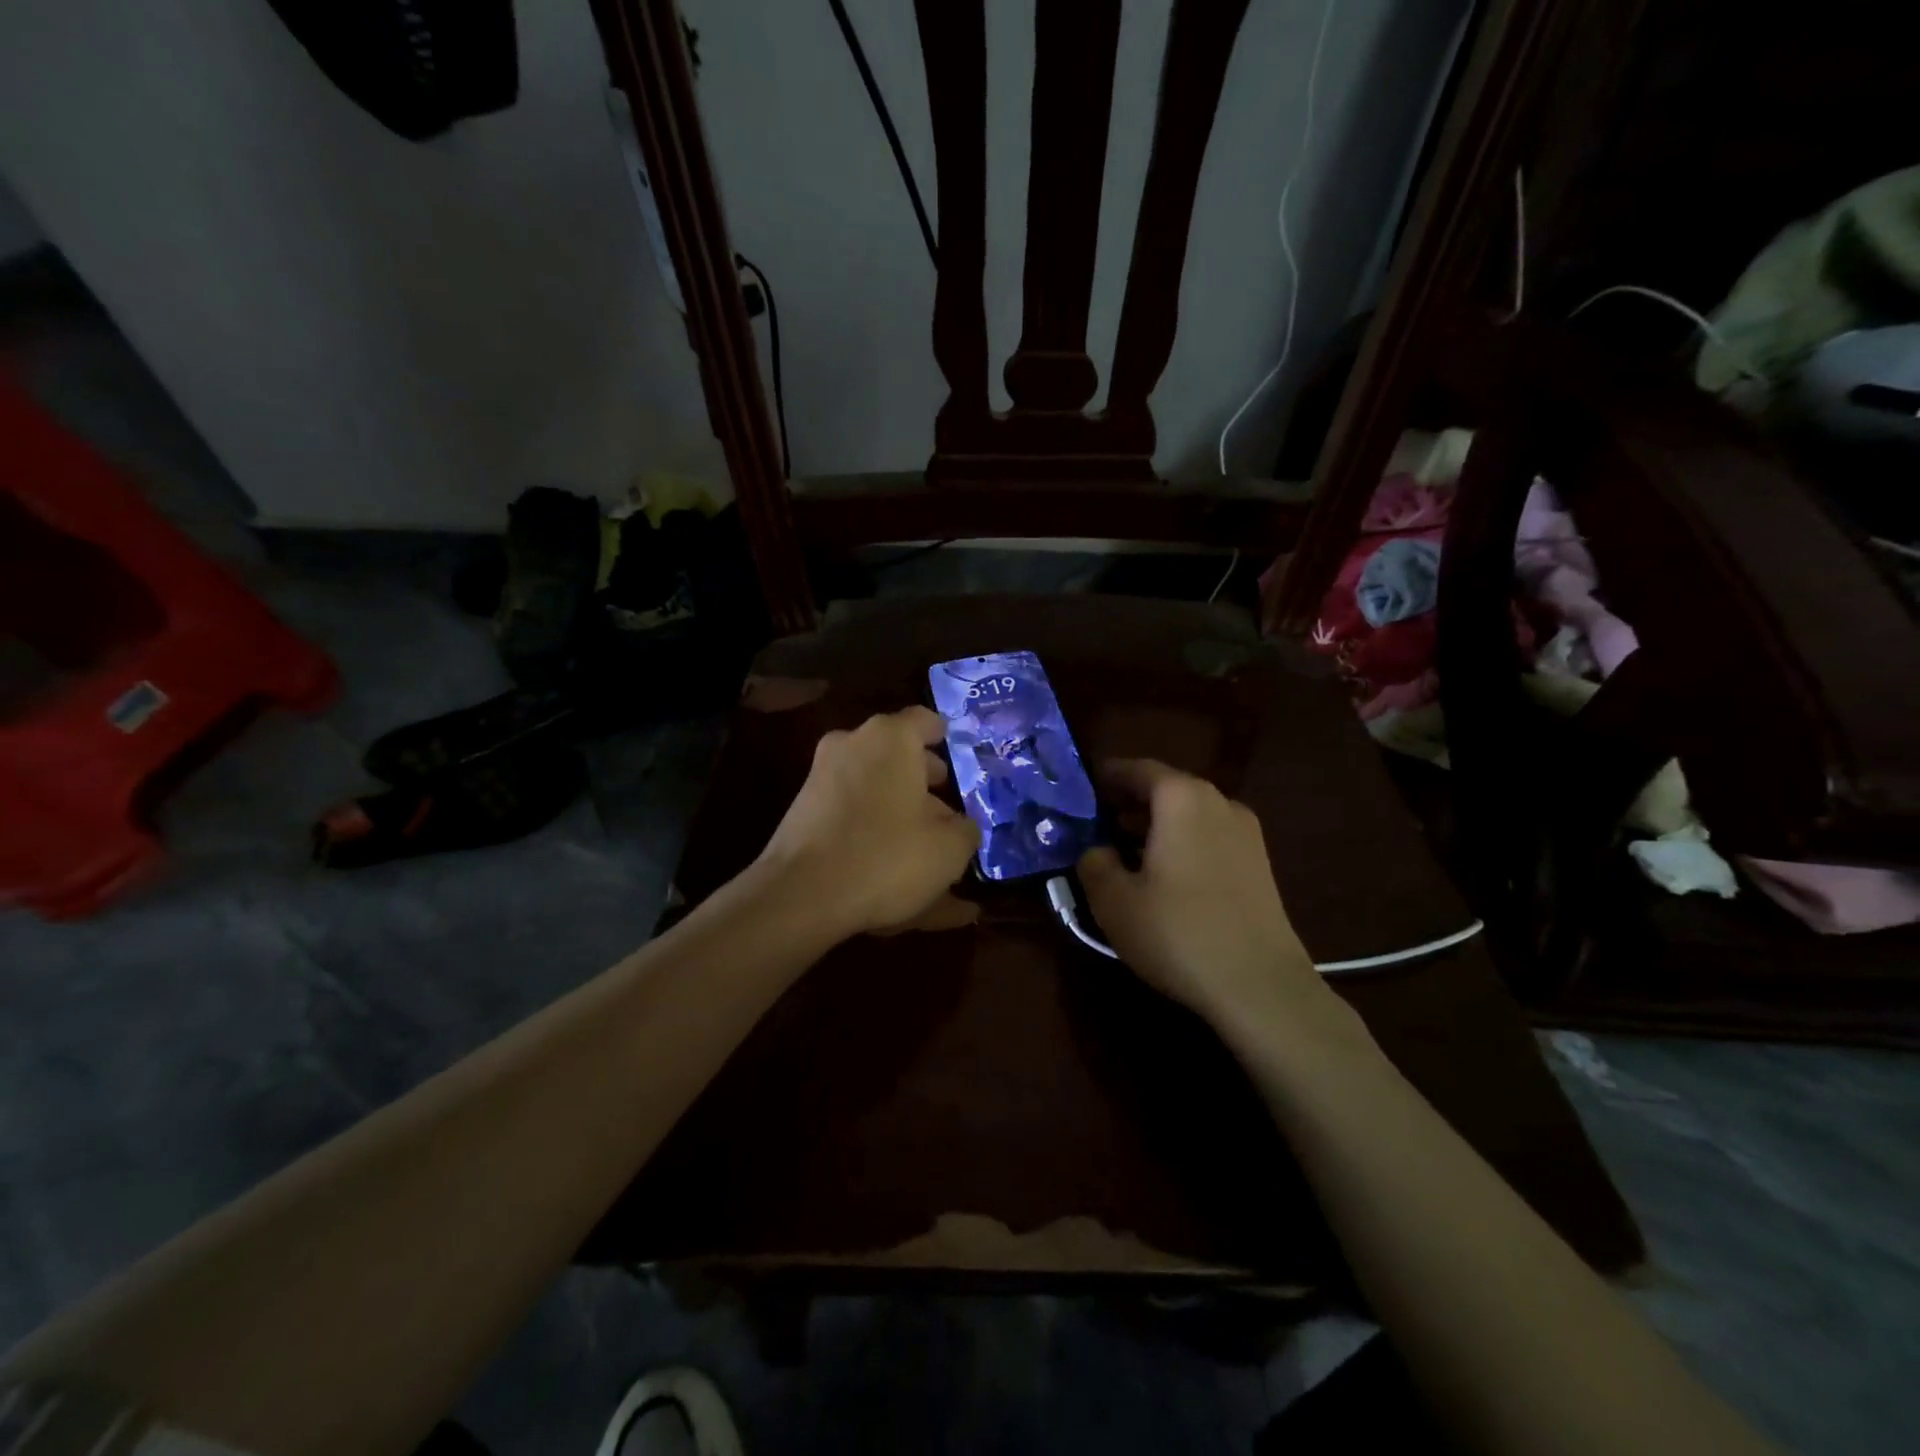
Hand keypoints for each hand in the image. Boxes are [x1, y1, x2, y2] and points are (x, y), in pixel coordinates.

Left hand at [756, 707, 980, 938]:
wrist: (800, 895)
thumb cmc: (886, 856)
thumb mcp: (949, 849)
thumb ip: (964, 829)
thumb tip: (959, 825)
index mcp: (890, 738)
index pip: (926, 721)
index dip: (946, 739)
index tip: (960, 759)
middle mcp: (851, 745)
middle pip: (897, 754)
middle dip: (923, 778)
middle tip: (947, 806)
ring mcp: (821, 777)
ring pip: (873, 783)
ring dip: (897, 805)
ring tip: (922, 844)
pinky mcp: (802, 811)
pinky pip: (850, 809)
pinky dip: (871, 826)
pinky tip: (888, 861)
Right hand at [1077, 760, 1330, 1034]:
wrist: (1260, 986)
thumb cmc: (1178, 932)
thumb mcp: (1114, 900)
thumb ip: (1094, 862)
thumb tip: (1096, 849)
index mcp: (1181, 798)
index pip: (1136, 769)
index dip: (1106, 776)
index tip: (1082, 789)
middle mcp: (1218, 802)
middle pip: (1166, 788)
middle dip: (1129, 803)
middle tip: (1097, 824)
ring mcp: (1246, 832)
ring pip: (1189, 813)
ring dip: (1156, 824)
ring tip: (1126, 852)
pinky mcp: (1259, 863)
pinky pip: (1209, 836)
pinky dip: (1182, 842)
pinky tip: (1164, 876)